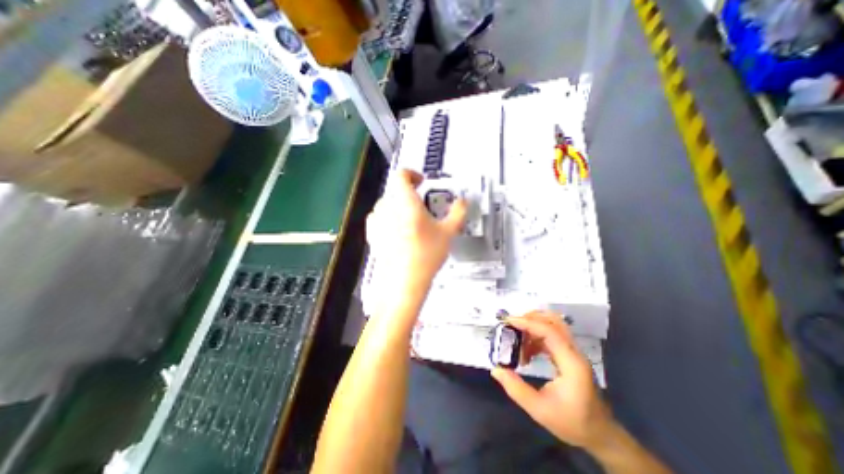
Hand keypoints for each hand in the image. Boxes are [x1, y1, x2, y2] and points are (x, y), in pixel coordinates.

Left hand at [365, 169, 463, 299]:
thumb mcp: (448, 232)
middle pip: (396, 190)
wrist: (403, 281)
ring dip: (399, 206)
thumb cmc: (426, 254)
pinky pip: (380, 217)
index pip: (401, 175)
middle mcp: (387, 207)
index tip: (422, 182)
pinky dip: (390, 218)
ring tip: (412, 221)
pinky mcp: (372, 233)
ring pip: (387, 204)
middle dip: (409, 194)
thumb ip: (458, 212)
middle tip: (423, 206)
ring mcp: (377, 220)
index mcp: (405, 201)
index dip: (412, 174)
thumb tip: (463, 202)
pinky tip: (400, 232)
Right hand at [492, 312, 618, 446]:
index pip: (549, 331)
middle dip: (530, 318)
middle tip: (511, 325)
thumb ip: (516, 389)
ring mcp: (573, 352)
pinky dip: (537, 336)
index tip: (508, 322)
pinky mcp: (570, 355)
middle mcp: (574, 352)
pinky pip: (552, 336)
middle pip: (553, 321)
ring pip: (553, 326)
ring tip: (517, 339)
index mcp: (571, 363)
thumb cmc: (572, 423)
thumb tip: (495, 369)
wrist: (600, 435)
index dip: (527, 323)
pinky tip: (527, 352)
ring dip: (533, 327)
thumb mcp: (539, 410)